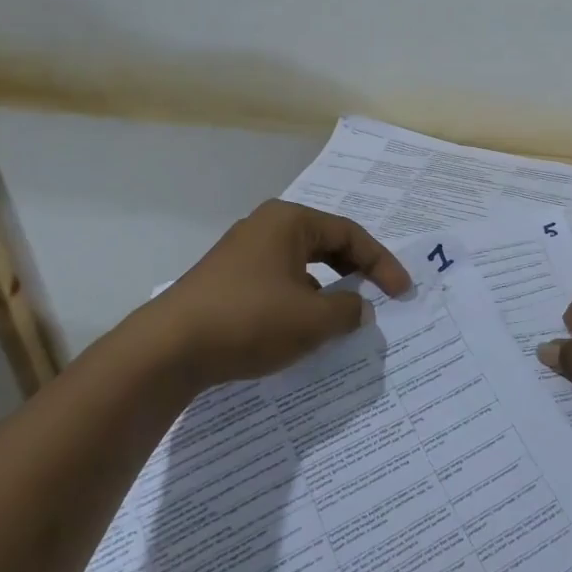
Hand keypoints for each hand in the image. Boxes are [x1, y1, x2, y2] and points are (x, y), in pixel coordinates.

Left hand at [147, 201, 410, 388]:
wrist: (168, 349)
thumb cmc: (249, 320)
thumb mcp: (311, 320)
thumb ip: (348, 312)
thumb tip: (360, 308)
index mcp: (289, 221)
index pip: (350, 234)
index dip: (382, 263)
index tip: (402, 292)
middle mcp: (266, 227)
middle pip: (325, 244)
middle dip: (355, 271)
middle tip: (378, 296)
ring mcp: (242, 252)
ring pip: (300, 265)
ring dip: (326, 290)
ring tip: (343, 318)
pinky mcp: (226, 279)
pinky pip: (277, 281)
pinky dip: (299, 300)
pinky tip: (301, 329)